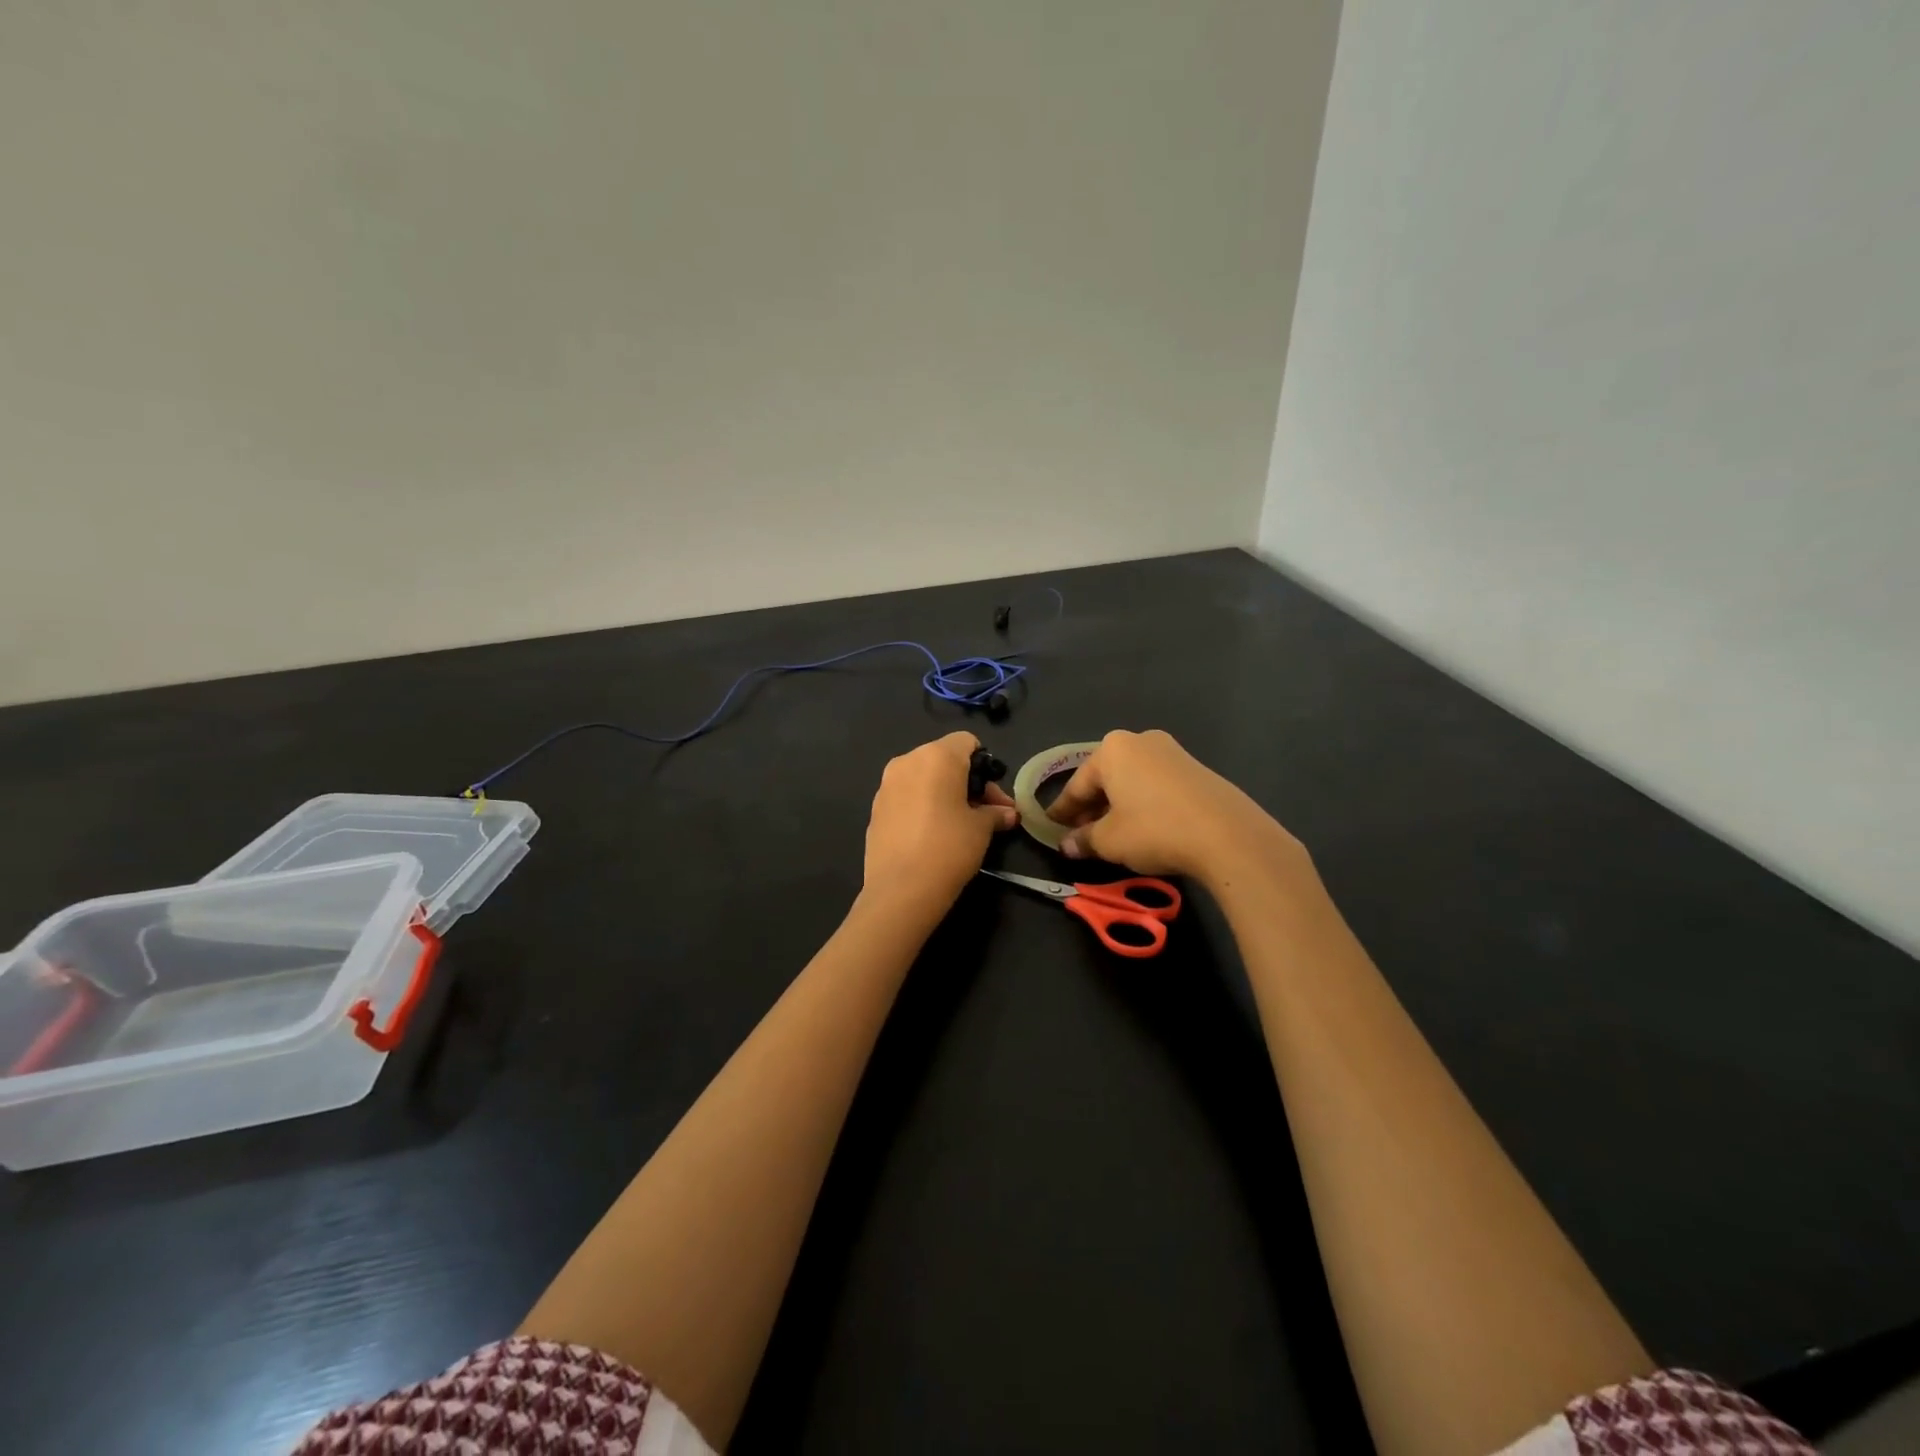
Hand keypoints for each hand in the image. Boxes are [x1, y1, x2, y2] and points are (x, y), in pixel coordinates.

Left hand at [863, 732, 1018, 914]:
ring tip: (959, 824)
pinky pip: (906, 797)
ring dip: (943, 793)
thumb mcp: (982, 829)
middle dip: (967, 782)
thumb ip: (995, 814)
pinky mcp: (875, 809)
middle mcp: (907, 761)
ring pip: (923, 778)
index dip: (985, 764)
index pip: (967, 742)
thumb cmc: (949, 847)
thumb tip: (1008, 814)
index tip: (994, 796)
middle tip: (986, 813)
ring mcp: (886, 785)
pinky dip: (922, 806)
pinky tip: (932, 834)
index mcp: (936, 756)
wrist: (901, 889)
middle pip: (944, 759)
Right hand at [1046, 729, 1302, 883]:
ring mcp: (1172, 753)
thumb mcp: (1109, 840)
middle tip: (1080, 836)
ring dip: (1117, 808)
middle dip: (1091, 808)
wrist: (1227, 834)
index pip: (1077, 784)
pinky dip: (1142, 806)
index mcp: (1112, 749)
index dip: (1062, 811)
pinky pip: (1156, 787)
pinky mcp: (1196, 771)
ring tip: (1111, 836)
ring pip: (1131, 783)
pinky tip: (1143, 830)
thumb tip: (1068, 845)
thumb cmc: (1154, 829)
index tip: (1050, 828)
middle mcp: (1140, 741)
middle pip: (1105, 779)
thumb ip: (1084, 840)